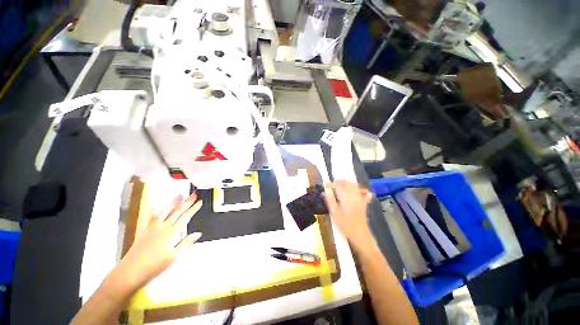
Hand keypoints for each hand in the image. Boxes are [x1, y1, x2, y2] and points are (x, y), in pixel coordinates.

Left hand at [118, 193, 202, 290]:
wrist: (131, 271)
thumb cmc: (155, 265)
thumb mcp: (174, 256)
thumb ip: (187, 243)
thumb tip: (198, 233)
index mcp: (172, 233)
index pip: (186, 217)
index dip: (194, 208)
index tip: (200, 201)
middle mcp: (163, 227)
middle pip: (177, 212)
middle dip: (187, 202)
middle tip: (193, 195)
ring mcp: (152, 228)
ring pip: (165, 212)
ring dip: (173, 203)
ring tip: (180, 195)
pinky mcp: (143, 231)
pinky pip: (148, 217)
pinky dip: (151, 210)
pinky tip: (154, 204)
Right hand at [324, 181, 372, 250]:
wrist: (360, 235)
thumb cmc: (345, 225)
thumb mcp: (334, 213)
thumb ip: (330, 200)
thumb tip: (324, 191)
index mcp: (346, 197)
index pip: (338, 186)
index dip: (331, 184)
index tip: (325, 185)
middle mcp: (354, 196)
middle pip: (348, 183)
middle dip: (340, 181)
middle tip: (332, 183)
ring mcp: (360, 199)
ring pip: (355, 186)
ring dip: (348, 183)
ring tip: (341, 184)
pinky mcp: (363, 203)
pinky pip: (363, 192)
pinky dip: (359, 188)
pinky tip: (357, 189)